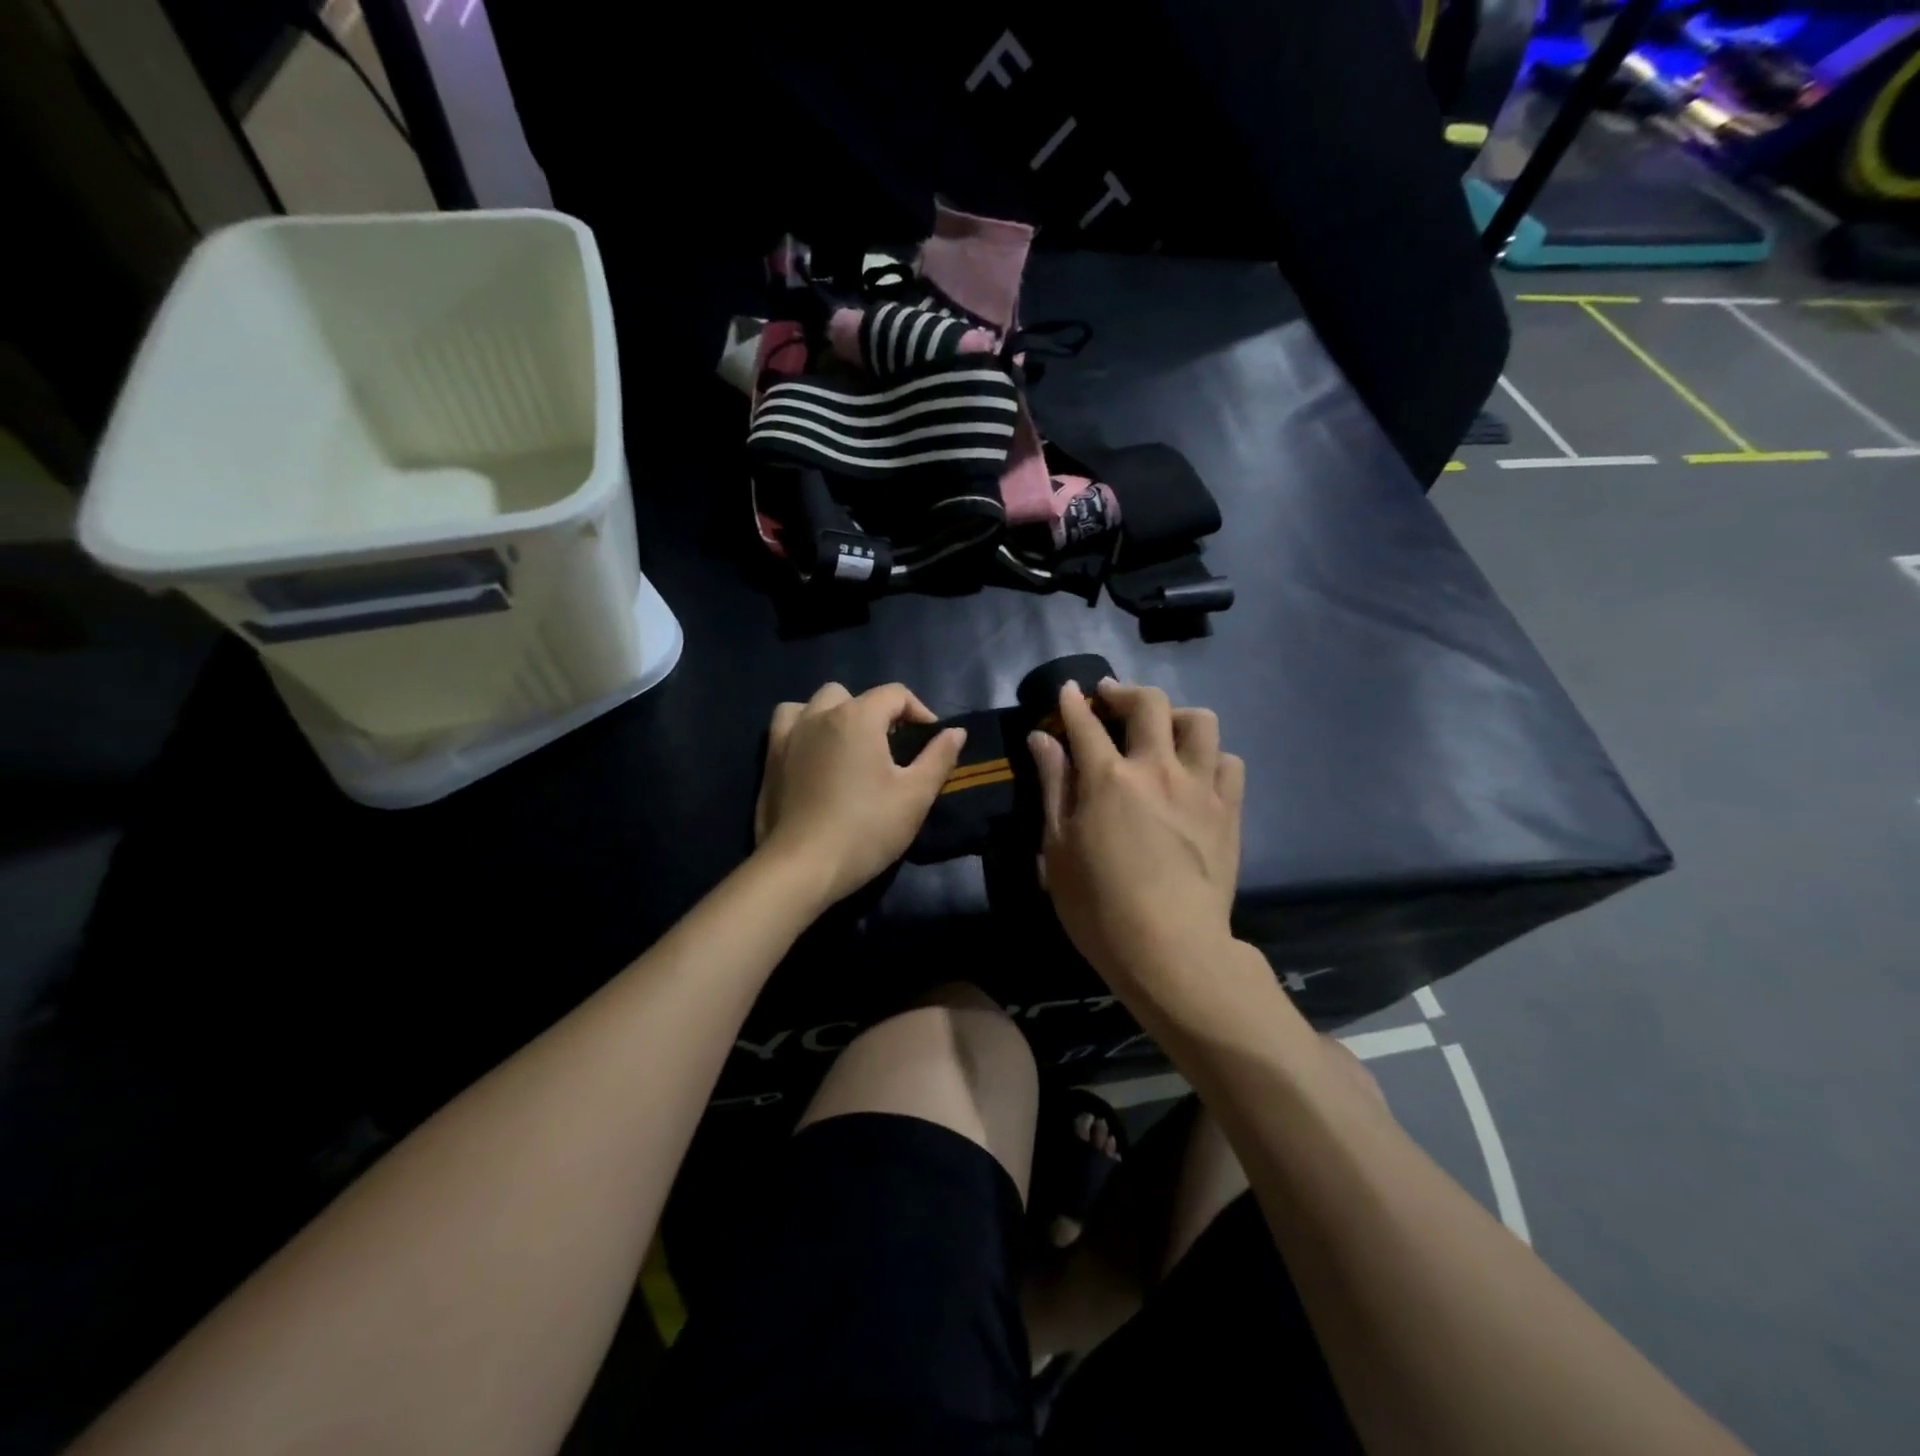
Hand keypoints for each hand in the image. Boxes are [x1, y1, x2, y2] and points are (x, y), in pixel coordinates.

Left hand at [754, 682, 965, 904]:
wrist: (803, 867)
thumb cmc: (866, 829)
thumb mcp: (915, 796)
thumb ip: (938, 757)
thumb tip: (955, 731)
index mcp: (858, 717)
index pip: (895, 694)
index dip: (919, 712)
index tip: (930, 741)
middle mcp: (820, 715)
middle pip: (853, 695)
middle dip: (876, 713)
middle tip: (890, 748)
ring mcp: (789, 735)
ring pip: (815, 703)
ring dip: (835, 715)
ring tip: (848, 745)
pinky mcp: (769, 758)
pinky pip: (786, 723)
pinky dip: (803, 727)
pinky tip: (813, 753)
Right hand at [1029, 681, 1244, 994]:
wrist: (1171, 950)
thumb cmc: (1098, 906)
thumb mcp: (1058, 849)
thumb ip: (1053, 786)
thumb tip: (1042, 738)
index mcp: (1108, 778)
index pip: (1086, 723)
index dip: (1073, 703)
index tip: (1069, 690)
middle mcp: (1158, 770)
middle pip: (1149, 705)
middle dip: (1125, 692)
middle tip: (1110, 698)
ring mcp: (1200, 788)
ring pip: (1200, 722)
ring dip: (1176, 715)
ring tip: (1161, 729)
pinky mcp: (1229, 811)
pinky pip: (1229, 762)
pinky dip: (1211, 756)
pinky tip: (1196, 771)